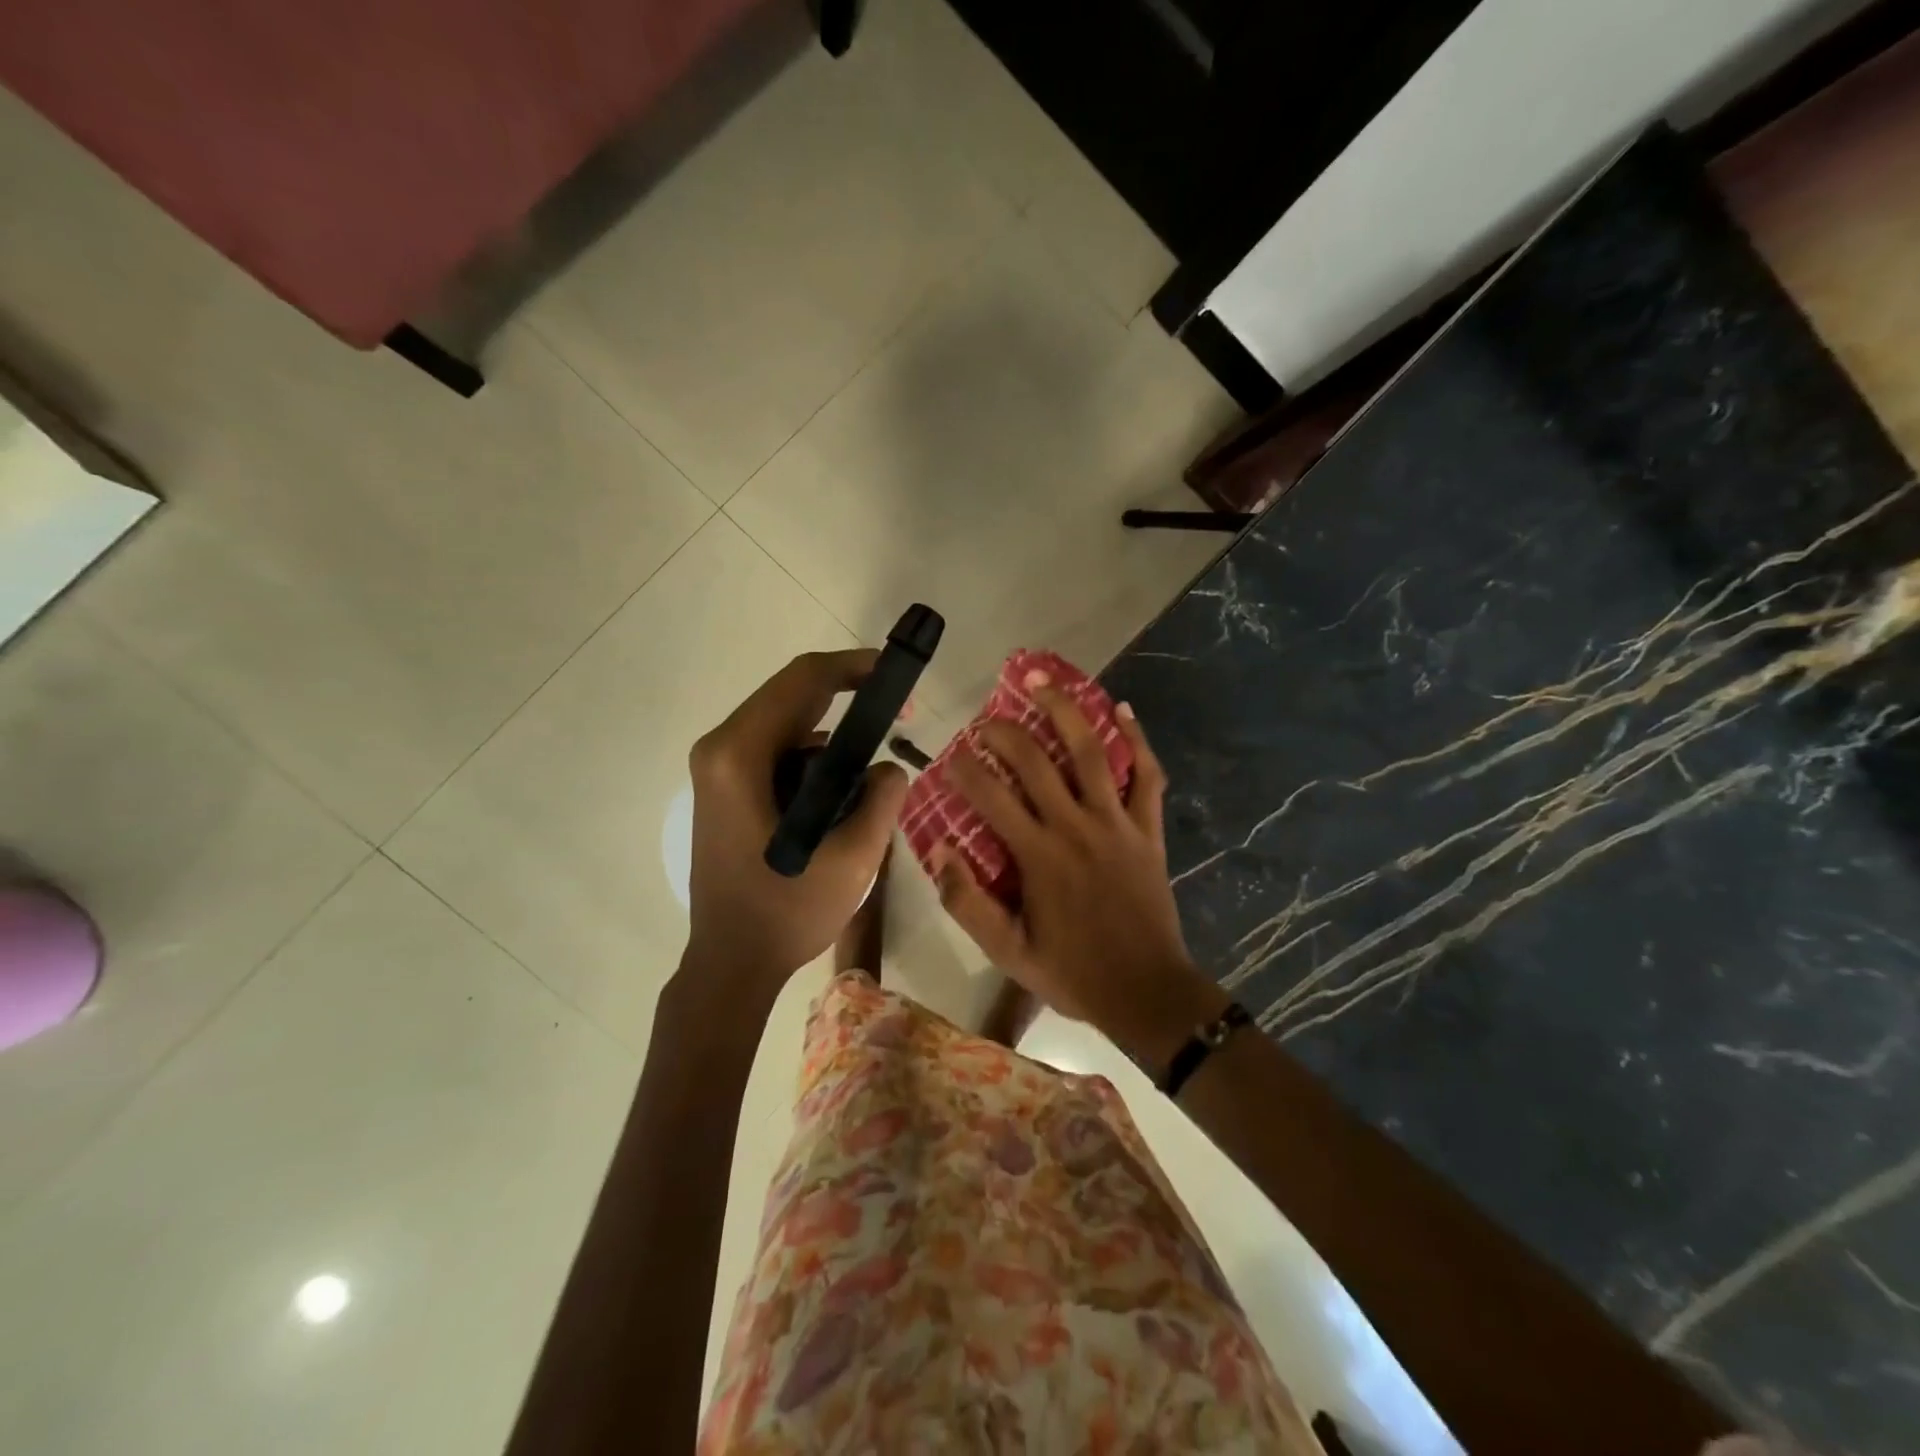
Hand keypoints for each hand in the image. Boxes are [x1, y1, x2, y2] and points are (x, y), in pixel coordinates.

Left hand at [685, 649, 907, 986]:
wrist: (731, 963)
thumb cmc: (785, 913)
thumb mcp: (852, 858)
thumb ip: (881, 799)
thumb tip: (889, 767)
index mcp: (740, 755)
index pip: (803, 682)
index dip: (854, 667)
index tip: (896, 675)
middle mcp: (720, 749)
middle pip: (791, 696)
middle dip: (848, 698)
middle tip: (898, 717)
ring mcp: (717, 769)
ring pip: (785, 723)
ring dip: (831, 733)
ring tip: (871, 766)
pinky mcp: (724, 788)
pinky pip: (776, 751)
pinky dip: (813, 757)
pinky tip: (840, 791)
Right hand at [930, 682, 1226, 1069]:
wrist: (1146, 991)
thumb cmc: (1072, 972)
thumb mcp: (1007, 951)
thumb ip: (967, 901)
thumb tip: (939, 848)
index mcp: (1038, 856)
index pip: (991, 796)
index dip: (965, 769)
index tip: (951, 756)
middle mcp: (1075, 827)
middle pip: (1035, 761)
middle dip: (1005, 731)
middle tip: (987, 718)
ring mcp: (1116, 823)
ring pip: (1091, 752)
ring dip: (1065, 711)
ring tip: (1044, 681)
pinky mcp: (1148, 829)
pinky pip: (1146, 776)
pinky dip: (1137, 740)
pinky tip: (1123, 709)